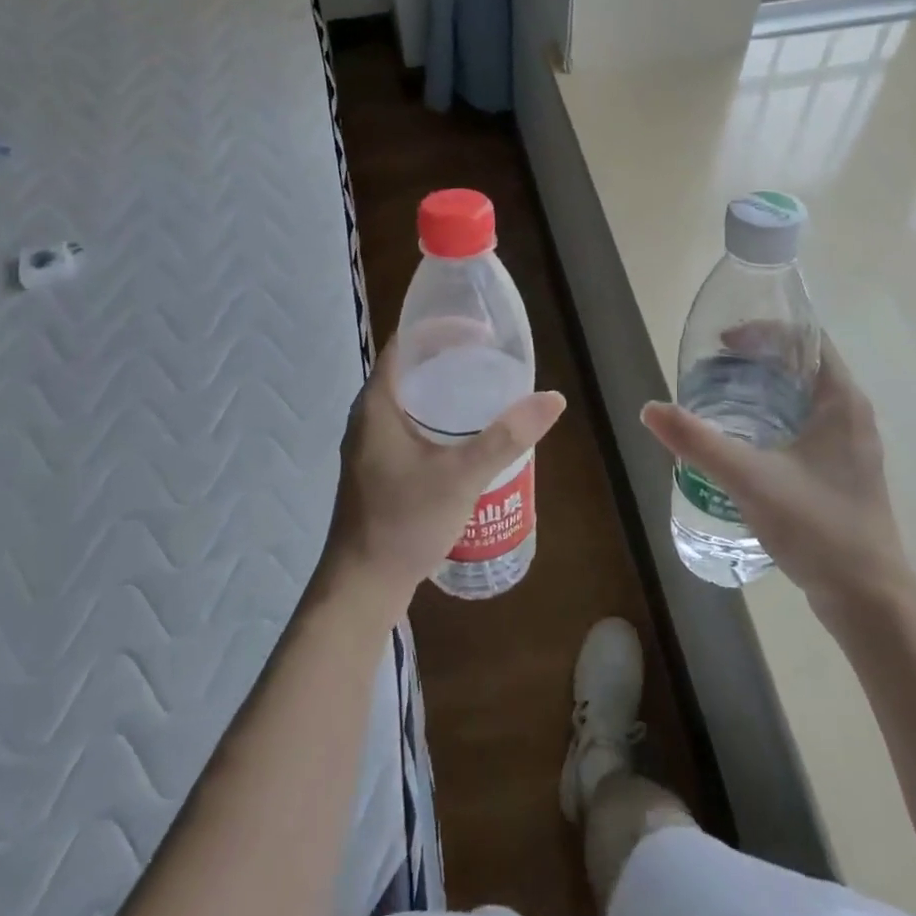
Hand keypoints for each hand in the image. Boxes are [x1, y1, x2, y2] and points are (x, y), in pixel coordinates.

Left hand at [320, 334, 565, 613]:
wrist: (362, 586)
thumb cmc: (404, 522)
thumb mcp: (462, 476)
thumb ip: (507, 437)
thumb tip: (553, 399)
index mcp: (377, 404)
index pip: (406, 344)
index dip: (442, 329)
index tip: (483, 331)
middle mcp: (368, 416)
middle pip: (411, 370)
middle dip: (451, 359)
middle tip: (493, 361)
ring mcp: (371, 444)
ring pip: (412, 401)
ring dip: (446, 391)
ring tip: (487, 393)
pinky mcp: (379, 468)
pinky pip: (411, 426)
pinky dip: (439, 419)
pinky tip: (468, 437)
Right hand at [641, 332, 909, 619]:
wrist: (868, 599)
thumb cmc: (818, 527)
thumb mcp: (750, 479)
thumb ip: (699, 442)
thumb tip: (650, 409)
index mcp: (842, 401)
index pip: (807, 339)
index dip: (764, 331)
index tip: (723, 344)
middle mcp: (851, 414)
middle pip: (802, 367)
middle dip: (756, 362)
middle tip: (711, 371)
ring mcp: (849, 445)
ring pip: (802, 399)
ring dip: (763, 392)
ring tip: (718, 401)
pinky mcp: (841, 472)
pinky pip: (804, 427)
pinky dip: (772, 420)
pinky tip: (742, 443)